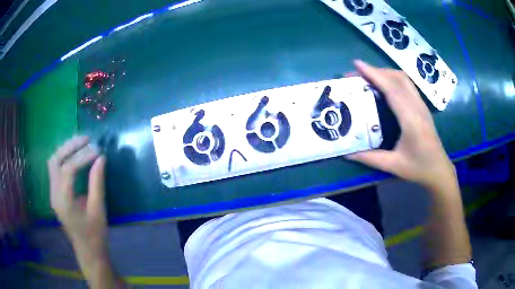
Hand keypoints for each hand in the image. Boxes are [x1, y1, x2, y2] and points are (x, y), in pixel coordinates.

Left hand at [47, 136, 108, 272]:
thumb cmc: (95, 234)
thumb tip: (101, 158)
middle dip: (70, 147)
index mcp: (64, 201)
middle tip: (86, 139)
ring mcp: (52, 194)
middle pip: (55, 160)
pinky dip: (64, 158)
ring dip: (65, 150)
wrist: (88, 251)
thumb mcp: (98, 210)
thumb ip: (97, 183)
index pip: (68, 169)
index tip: (97, 151)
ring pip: (53, 163)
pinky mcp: (55, 194)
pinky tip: (74, 157)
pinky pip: (55, 169)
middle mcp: (54, 194)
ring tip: (80, 144)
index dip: (83, 157)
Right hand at [347, 60, 455, 189]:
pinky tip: (384, 84)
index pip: (392, 89)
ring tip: (368, 76)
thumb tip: (346, 152)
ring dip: (385, 72)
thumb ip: (369, 158)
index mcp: (411, 119)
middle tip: (356, 73)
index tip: (357, 65)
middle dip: (375, 71)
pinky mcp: (422, 105)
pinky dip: (393, 78)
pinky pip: (407, 84)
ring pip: (403, 78)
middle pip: (397, 78)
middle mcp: (417, 106)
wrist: (439, 169)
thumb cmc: (418, 168)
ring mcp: (421, 104)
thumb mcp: (393, 165)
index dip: (374, 74)